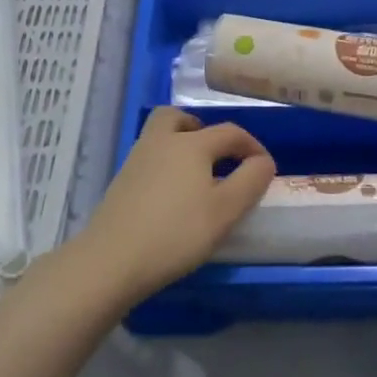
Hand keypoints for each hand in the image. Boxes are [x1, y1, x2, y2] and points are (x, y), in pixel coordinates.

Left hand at [69, 109, 274, 305]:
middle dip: (202, 129)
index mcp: (191, 144)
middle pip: (180, 117)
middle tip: (216, 155)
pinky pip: (149, 158)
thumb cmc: (176, 233)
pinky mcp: (121, 182)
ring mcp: (136, 160)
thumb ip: (250, 181)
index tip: (264, 169)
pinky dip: (165, 164)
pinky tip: (172, 195)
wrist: (111, 260)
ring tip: (196, 175)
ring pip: (160, 135)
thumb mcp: (225, 211)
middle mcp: (161, 141)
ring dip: (181, 143)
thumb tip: (263, 161)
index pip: (230, 132)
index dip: (252, 146)